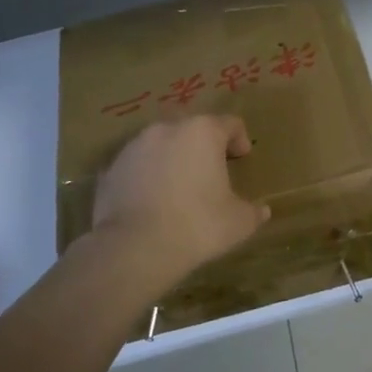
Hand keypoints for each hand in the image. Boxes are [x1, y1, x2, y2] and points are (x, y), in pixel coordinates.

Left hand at [90, 116, 269, 280]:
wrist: (134, 247)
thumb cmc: (197, 225)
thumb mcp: (238, 222)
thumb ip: (253, 212)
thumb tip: (261, 211)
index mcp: (203, 132)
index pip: (230, 123)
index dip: (240, 139)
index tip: (242, 157)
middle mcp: (167, 129)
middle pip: (192, 128)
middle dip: (203, 146)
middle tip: (212, 170)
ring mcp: (134, 147)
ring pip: (161, 144)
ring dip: (172, 158)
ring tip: (179, 186)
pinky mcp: (110, 169)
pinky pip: (137, 166)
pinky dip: (147, 176)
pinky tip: (152, 201)